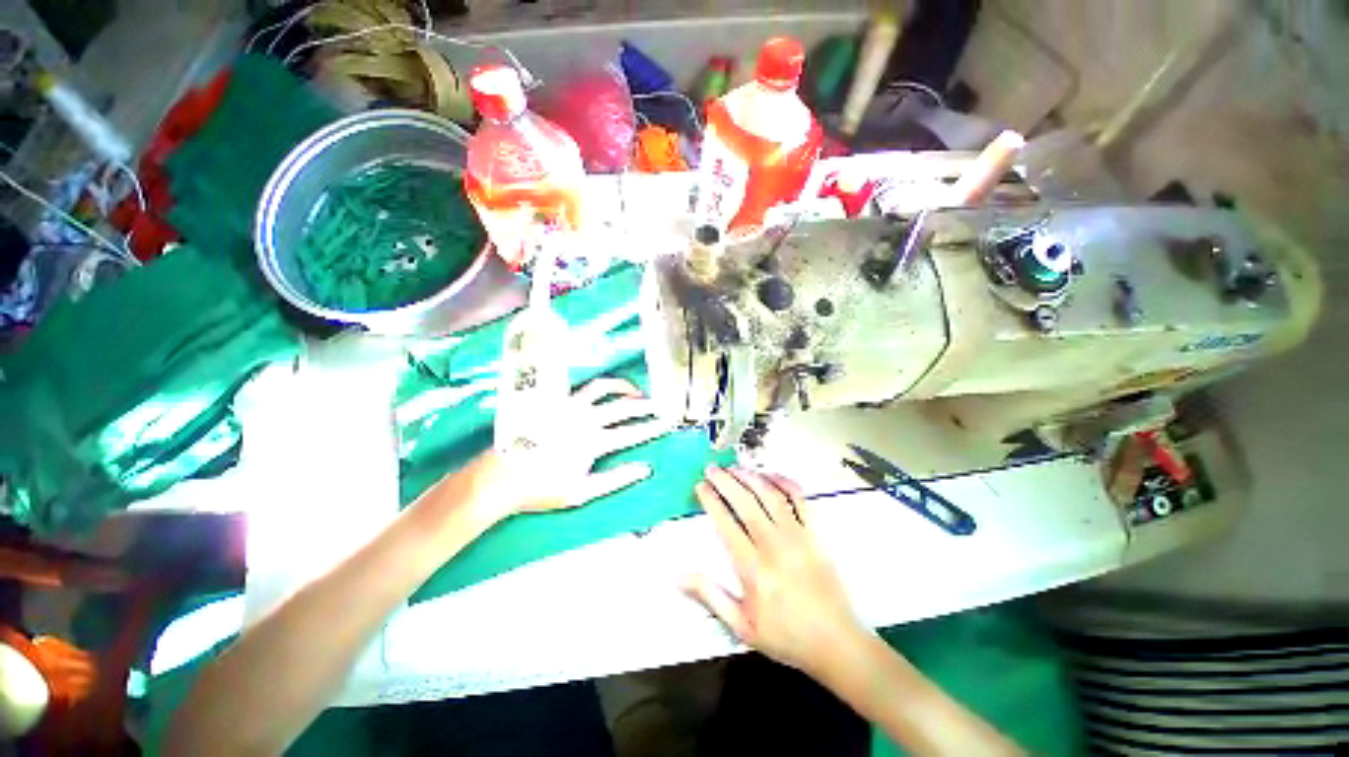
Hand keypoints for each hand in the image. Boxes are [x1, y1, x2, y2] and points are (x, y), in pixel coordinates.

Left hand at [476, 377, 671, 520]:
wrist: (502, 476)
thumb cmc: (542, 488)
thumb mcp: (583, 492)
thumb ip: (616, 479)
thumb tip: (645, 469)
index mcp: (594, 442)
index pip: (631, 433)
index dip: (651, 429)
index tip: (665, 424)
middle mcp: (585, 419)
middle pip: (623, 407)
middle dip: (645, 406)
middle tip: (658, 406)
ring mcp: (569, 407)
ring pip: (602, 388)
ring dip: (622, 387)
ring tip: (635, 390)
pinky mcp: (554, 402)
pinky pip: (580, 387)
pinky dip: (597, 385)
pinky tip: (603, 388)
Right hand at [684, 467, 867, 676]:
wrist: (836, 642)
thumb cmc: (786, 636)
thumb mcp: (742, 626)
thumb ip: (710, 596)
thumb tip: (678, 577)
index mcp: (752, 567)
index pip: (726, 522)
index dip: (711, 500)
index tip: (701, 486)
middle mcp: (773, 544)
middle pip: (745, 502)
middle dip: (726, 481)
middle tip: (712, 468)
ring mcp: (797, 535)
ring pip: (770, 495)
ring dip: (750, 477)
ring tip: (735, 468)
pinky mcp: (815, 533)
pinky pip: (799, 500)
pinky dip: (785, 483)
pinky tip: (771, 475)